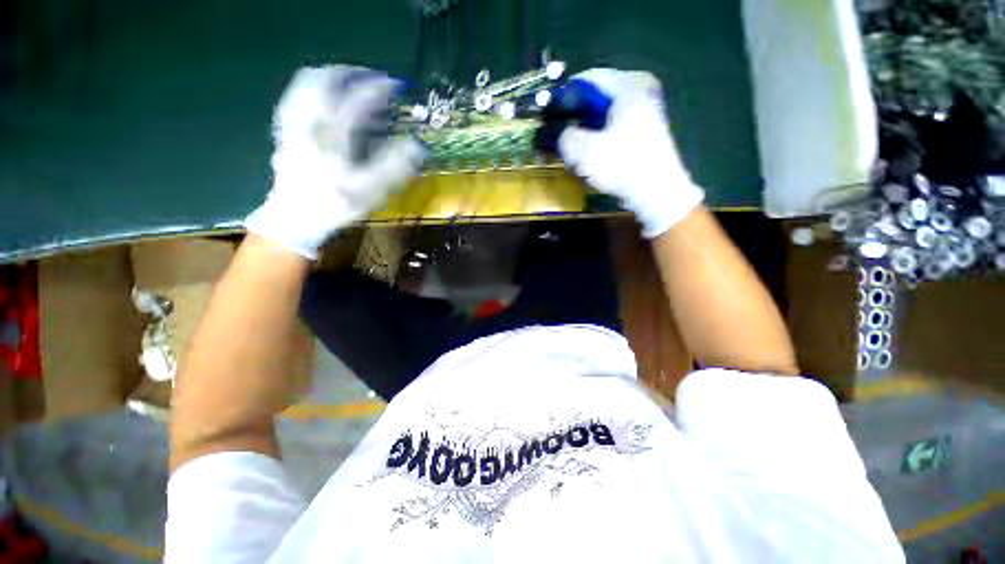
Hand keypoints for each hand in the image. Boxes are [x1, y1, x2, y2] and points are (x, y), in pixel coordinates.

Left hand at [245, 65, 425, 258]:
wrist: (296, 218)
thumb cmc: (336, 205)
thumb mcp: (371, 190)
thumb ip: (394, 166)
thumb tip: (416, 146)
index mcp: (332, 135)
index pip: (357, 101)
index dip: (378, 90)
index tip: (394, 86)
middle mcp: (310, 121)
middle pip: (324, 80)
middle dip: (350, 73)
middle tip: (370, 79)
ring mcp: (294, 123)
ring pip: (306, 85)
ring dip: (330, 78)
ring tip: (349, 83)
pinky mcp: (287, 130)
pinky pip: (296, 98)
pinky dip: (313, 91)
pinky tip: (324, 100)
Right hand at [557, 69, 703, 237]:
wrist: (655, 191)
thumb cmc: (621, 165)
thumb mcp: (583, 150)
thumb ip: (563, 136)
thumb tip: (560, 133)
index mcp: (627, 85)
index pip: (585, 80)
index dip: (563, 98)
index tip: (548, 117)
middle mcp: (639, 89)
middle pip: (595, 96)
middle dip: (574, 115)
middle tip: (557, 133)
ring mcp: (645, 109)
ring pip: (604, 112)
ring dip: (585, 127)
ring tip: (570, 145)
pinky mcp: (644, 128)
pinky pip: (613, 124)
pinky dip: (598, 134)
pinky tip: (588, 152)